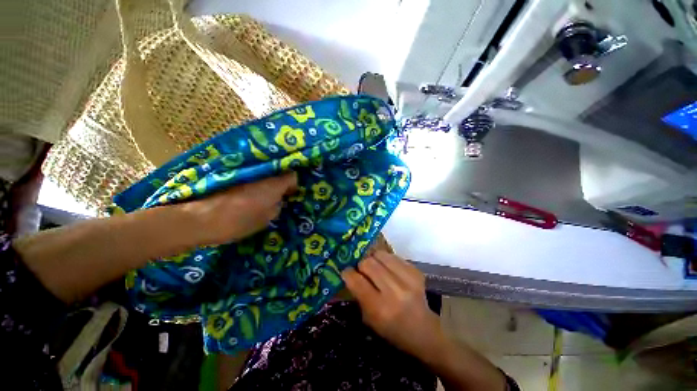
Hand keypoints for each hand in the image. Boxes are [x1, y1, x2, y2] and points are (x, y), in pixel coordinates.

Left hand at [182, 173, 297, 245]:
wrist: (199, 218)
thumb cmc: (238, 221)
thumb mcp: (265, 219)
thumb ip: (277, 206)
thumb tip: (278, 200)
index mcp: (274, 184)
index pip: (292, 176)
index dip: (293, 185)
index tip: (289, 194)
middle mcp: (262, 173)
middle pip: (278, 170)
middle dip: (280, 180)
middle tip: (278, 193)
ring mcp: (246, 170)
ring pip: (264, 171)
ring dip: (267, 179)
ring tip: (263, 192)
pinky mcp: (231, 172)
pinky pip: (250, 173)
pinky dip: (253, 180)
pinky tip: (248, 190)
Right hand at [342, 251, 444, 357]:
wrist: (424, 331)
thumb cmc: (392, 330)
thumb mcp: (369, 319)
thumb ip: (358, 294)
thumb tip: (349, 272)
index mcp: (379, 308)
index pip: (357, 281)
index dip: (348, 273)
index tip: (347, 272)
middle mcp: (394, 292)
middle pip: (368, 263)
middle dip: (361, 265)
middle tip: (362, 270)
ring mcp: (407, 279)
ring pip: (380, 255)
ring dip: (374, 259)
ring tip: (376, 267)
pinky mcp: (415, 271)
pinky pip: (393, 256)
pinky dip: (387, 260)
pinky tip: (389, 269)